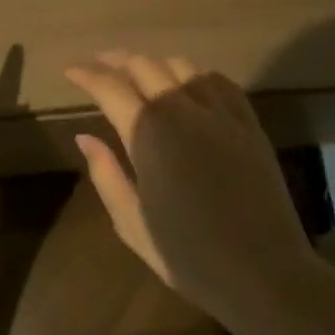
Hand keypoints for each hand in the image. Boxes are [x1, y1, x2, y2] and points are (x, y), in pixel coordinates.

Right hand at [64, 51, 329, 334]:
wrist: (264, 273)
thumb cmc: (188, 256)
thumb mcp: (131, 222)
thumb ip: (105, 173)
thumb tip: (85, 137)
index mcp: (148, 133)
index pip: (109, 87)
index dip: (86, 74)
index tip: (70, 70)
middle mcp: (182, 109)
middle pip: (144, 65)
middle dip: (116, 61)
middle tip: (99, 65)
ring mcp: (220, 113)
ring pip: (182, 66)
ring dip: (155, 63)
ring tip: (141, 73)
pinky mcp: (249, 123)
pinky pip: (219, 81)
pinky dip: (195, 74)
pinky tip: (189, 83)